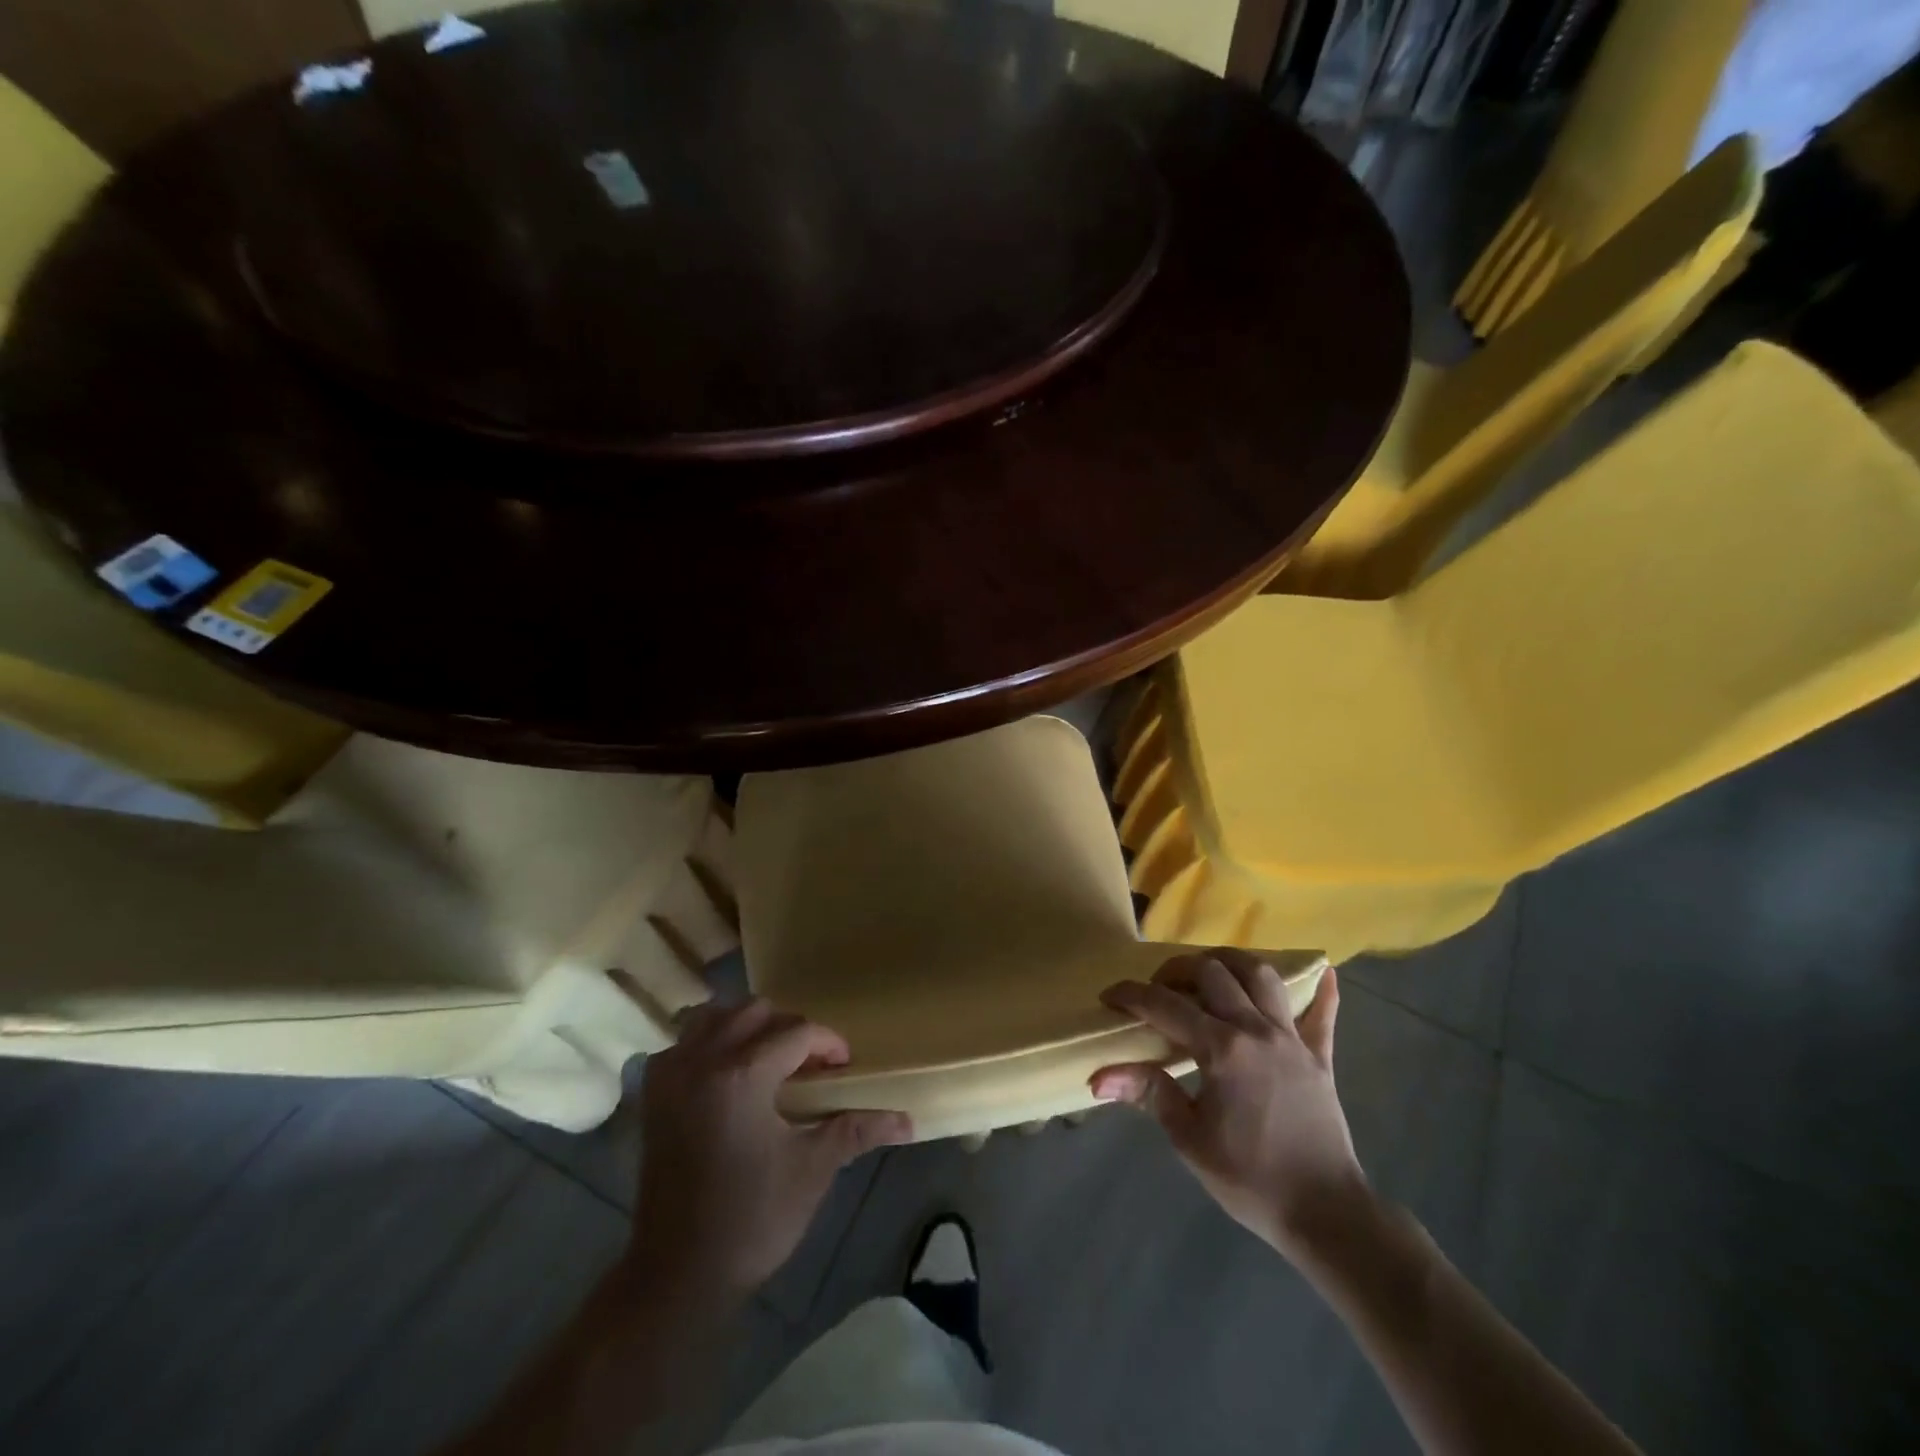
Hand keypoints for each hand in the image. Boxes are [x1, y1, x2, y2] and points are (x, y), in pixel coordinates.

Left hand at [628, 999, 912, 1300]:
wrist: (678, 1274)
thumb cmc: (752, 1220)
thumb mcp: (812, 1170)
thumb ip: (857, 1130)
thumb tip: (907, 1119)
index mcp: (743, 1075)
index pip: (798, 1032)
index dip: (829, 1043)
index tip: (844, 1067)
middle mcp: (703, 1060)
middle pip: (755, 1011)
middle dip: (789, 1027)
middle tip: (809, 1062)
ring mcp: (672, 1075)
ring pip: (713, 1016)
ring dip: (745, 1025)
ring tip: (768, 1058)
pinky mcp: (653, 1094)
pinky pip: (683, 1042)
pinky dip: (708, 1042)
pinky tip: (726, 1073)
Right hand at [1092, 951, 1368, 1259]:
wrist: (1326, 1215)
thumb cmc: (1250, 1179)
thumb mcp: (1189, 1139)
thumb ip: (1148, 1093)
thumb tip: (1098, 1078)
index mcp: (1221, 1049)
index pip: (1165, 1006)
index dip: (1131, 995)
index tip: (1109, 997)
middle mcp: (1256, 1030)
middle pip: (1212, 972)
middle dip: (1177, 970)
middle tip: (1157, 988)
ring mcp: (1291, 1039)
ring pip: (1262, 975)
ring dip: (1231, 963)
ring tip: (1210, 972)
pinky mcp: (1319, 1056)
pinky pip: (1323, 1013)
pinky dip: (1321, 991)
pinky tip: (1323, 972)